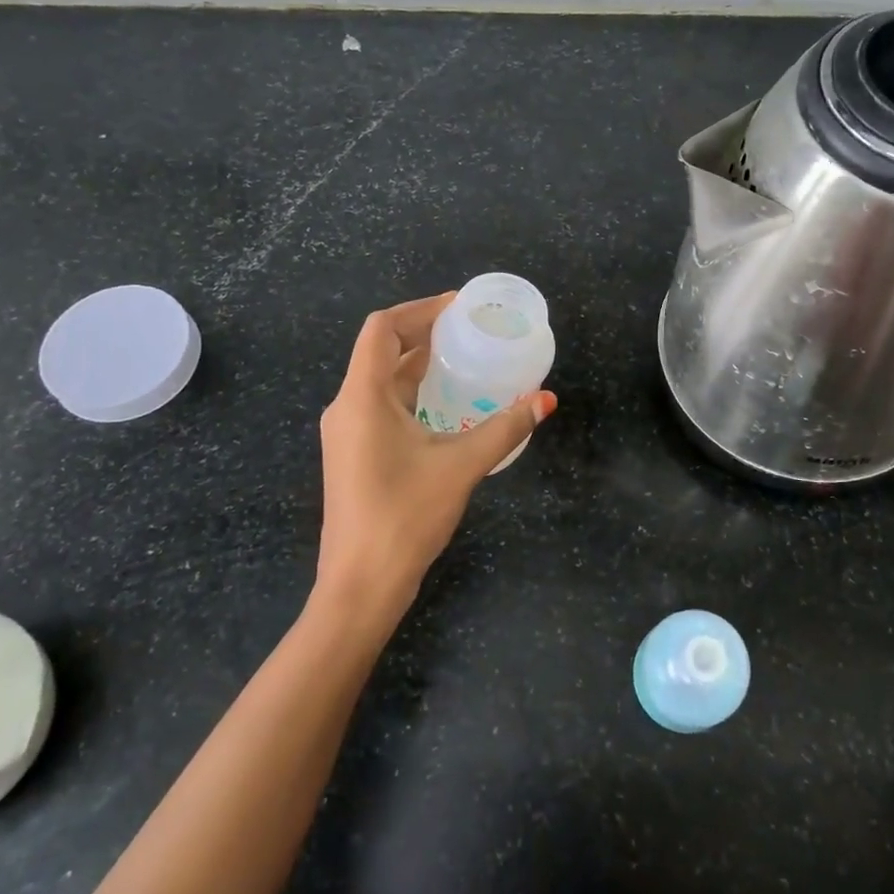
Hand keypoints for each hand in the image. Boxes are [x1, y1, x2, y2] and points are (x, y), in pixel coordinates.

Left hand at [314, 293, 555, 627]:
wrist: (361, 585)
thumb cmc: (405, 516)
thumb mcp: (462, 465)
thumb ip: (505, 427)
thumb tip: (547, 399)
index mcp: (362, 397)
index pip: (383, 329)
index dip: (420, 310)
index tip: (460, 308)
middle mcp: (347, 406)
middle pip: (382, 351)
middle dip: (425, 334)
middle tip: (471, 331)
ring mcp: (347, 432)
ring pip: (382, 380)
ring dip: (419, 364)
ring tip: (465, 359)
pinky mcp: (354, 454)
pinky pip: (382, 405)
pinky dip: (413, 392)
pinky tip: (447, 404)